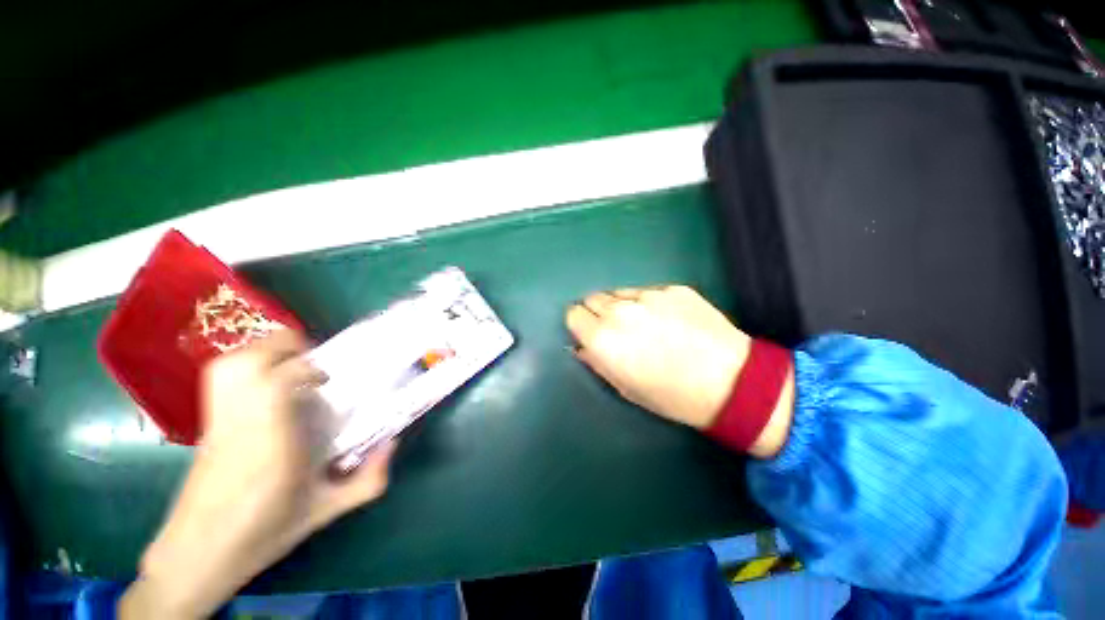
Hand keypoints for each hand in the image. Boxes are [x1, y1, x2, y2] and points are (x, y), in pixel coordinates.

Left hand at [120, 331, 395, 618]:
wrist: (196, 555)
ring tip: (296, 368)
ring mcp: (218, 419)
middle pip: (249, 359)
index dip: (309, 368)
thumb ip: (368, 480)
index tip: (332, 378)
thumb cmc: (261, 535)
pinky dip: (249, 366)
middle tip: (318, 367)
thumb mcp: (325, 511)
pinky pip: (223, 376)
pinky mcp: (208, 421)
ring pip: (231, 362)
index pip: (279, 382)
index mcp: (271, 443)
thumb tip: (393, 442)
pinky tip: (271, 384)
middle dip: (289, 348)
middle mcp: (240, 422)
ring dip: (268, 353)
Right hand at [565, 285, 792, 457]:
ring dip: (621, 305)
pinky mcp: (673, 288)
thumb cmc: (672, 395)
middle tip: (615, 329)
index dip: (580, 324)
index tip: (589, 332)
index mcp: (602, 338)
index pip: (573, 314)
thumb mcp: (626, 387)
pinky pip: (648, 292)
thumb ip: (597, 362)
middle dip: (597, 312)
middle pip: (593, 298)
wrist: (731, 381)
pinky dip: (649, 303)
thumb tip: (582, 347)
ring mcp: (648, 295)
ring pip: (619, 292)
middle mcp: (619, 311)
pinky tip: (669, 320)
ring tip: (643, 323)